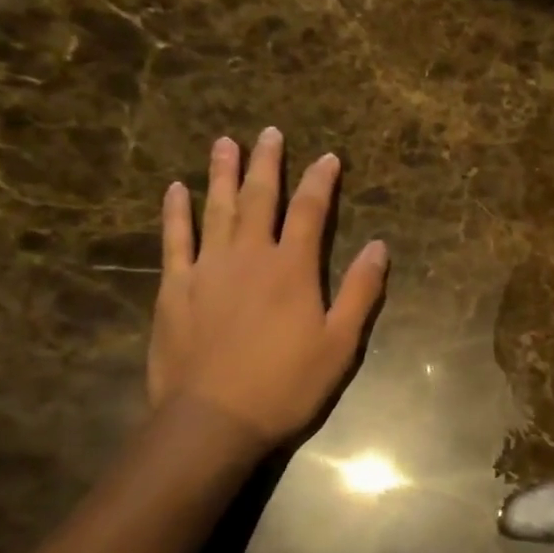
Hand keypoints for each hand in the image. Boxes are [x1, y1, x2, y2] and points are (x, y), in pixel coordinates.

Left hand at [146, 128, 387, 459]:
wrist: (212, 420)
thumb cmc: (285, 385)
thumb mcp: (340, 344)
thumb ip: (360, 291)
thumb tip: (379, 246)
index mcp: (292, 269)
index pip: (310, 211)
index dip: (321, 181)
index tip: (328, 157)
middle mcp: (250, 256)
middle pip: (261, 198)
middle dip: (268, 163)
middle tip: (270, 132)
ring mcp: (207, 268)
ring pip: (217, 209)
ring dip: (222, 174)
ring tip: (225, 143)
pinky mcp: (175, 288)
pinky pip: (175, 239)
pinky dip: (175, 212)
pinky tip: (175, 189)